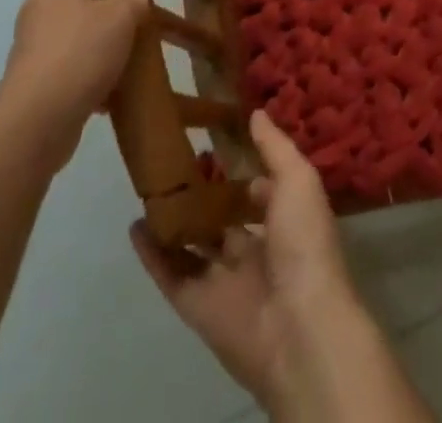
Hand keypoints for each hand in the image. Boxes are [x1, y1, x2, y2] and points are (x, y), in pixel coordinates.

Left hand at [0, 0, 147, 170]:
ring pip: (72, 24)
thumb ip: (132, 3)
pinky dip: (90, 65)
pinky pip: (68, 60)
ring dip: (96, 29)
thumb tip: (134, 0)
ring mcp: (33, 42)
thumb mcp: (120, 20)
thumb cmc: (79, 54)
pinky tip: (114, 82)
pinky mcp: (35, 76)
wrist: (36, 122)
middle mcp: (40, 5)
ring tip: (128, 35)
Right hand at [131, 110, 360, 410]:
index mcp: (285, 225)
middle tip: (176, 161)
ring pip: (194, 247)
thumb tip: (255, 112)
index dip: (242, 171)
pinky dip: (153, 254)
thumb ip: (275, 147)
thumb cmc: (305, 245)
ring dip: (174, 222)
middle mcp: (256, 253)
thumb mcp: (299, 180)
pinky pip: (171, 275)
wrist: (300, 329)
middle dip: (204, 196)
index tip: (217, 141)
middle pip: (223, 222)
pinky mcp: (198, 307)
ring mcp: (225, 282)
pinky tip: (136, 226)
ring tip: (150, 188)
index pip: (261, 194)